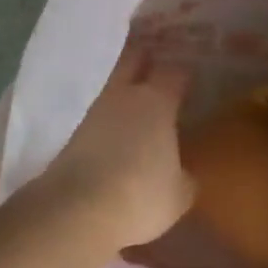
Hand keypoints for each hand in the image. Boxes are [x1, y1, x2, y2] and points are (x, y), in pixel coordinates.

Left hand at [32, 45, 193, 251]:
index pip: (175, 72)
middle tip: (161, 61)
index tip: (193, 74)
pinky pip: (100, 114)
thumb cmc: (140, 196)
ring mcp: (94, 112)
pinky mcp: (73, 133)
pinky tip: (119, 131)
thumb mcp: (178, 194)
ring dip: (126, 88)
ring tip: (141, 100)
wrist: (76, 210)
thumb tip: (182, 172)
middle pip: (134, 59)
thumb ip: (184, 176)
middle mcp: (124, 96)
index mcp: (157, 102)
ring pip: (114, 86)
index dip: (184, 71)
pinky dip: (111, 117)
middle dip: (147, 57)